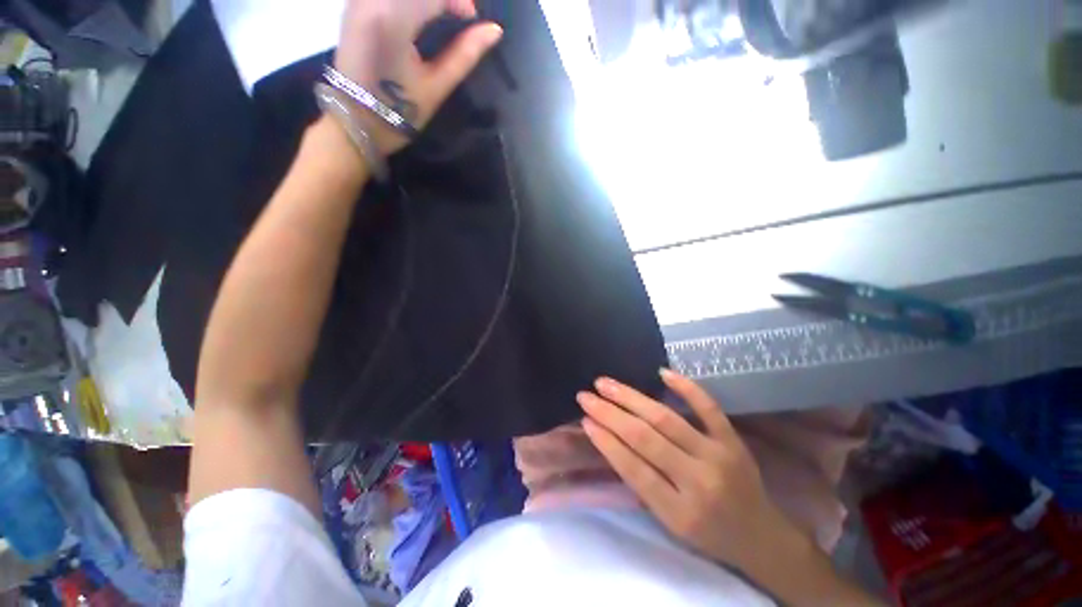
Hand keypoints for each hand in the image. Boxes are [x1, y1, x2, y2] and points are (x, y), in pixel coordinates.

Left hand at [334, 0, 502, 155]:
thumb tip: (494, 30)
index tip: (472, 20)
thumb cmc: (401, 112)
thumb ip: (464, 54)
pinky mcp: (353, 4)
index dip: (459, 0)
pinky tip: (417, 14)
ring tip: (439, 14)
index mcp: (394, 21)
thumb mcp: (437, 86)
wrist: (356, 121)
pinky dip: (408, 0)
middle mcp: (372, 0)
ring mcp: (358, 0)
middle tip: (457, 15)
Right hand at [576, 370, 808, 571]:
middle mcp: (698, 481)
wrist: (761, 537)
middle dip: (610, 413)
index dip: (606, 441)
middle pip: (645, 438)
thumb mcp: (670, 523)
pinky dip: (685, 387)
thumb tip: (609, 440)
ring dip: (631, 397)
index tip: (585, 419)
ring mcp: (718, 455)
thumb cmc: (708, 535)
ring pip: (666, 419)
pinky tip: (661, 372)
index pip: (633, 469)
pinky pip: (708, 407)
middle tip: (586, 395)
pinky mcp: (733, 440)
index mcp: (679, 512)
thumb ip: (641, 483)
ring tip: (605, 383)